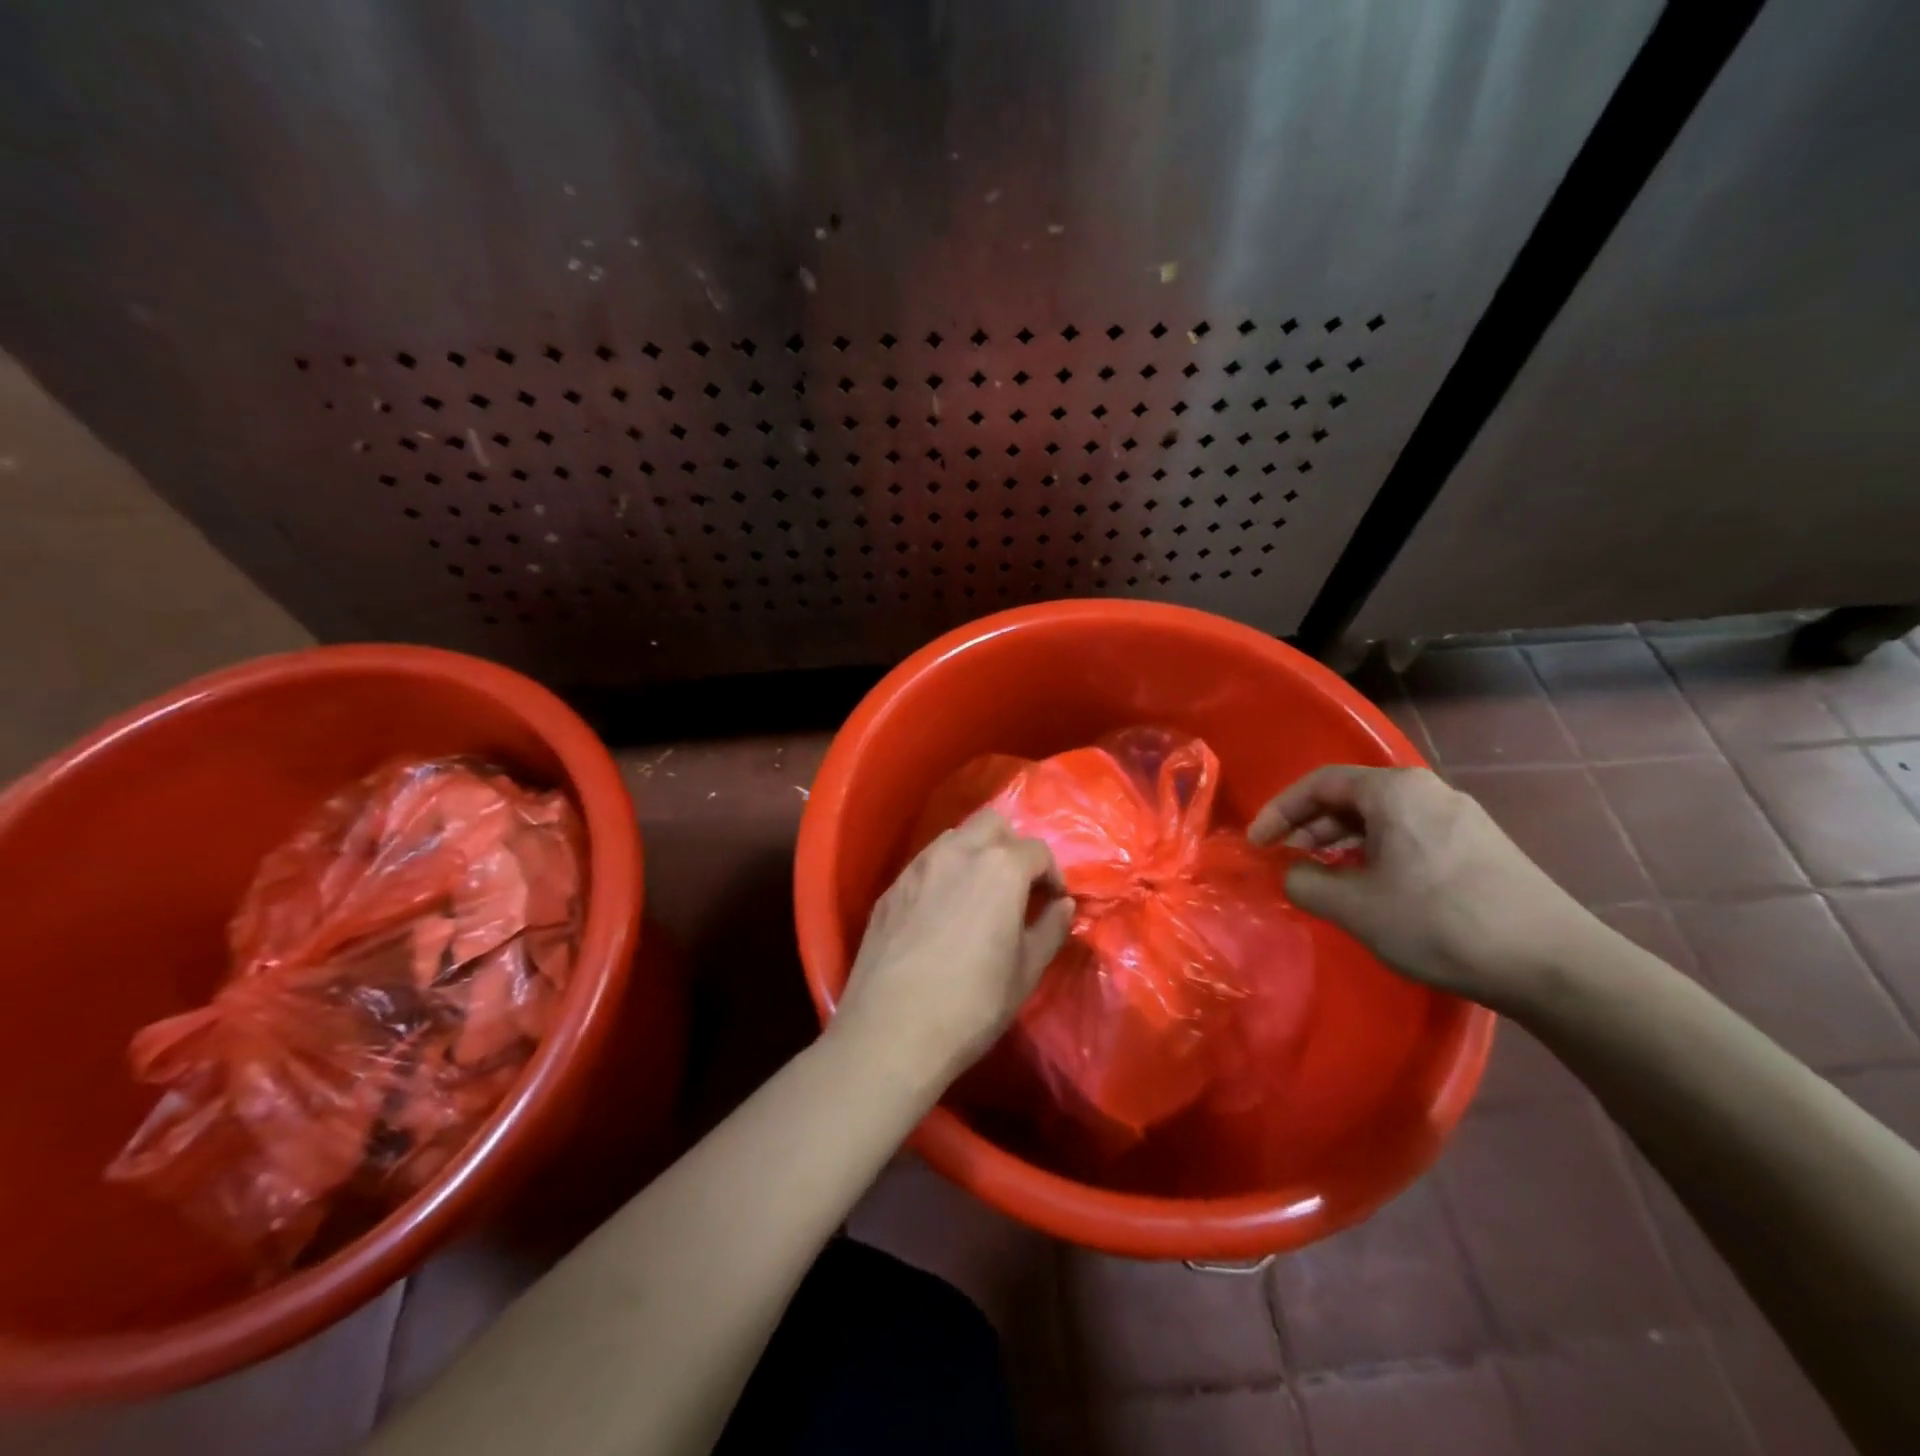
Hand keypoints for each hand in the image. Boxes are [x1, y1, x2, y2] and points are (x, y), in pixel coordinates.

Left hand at [833, 809, 1075, 1087]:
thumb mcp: (1026, 972)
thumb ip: (1050, 929)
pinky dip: (943, 873)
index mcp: (999, 868)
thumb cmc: (972, 1004)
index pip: (1037, 850)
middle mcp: (957, 852)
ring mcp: (917, 867)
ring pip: (954, 837)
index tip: (1052, 902)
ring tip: (979, 895)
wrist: (891, 1032)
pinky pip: (924, 864)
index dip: (1051, 875)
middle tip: (1017, 886)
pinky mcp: (890, 889)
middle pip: (992, 824)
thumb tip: (1063, 906)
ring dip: (975, 853)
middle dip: (1011, 846)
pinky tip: (941, 912)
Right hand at [1249, 765, 1597, 1009]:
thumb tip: (1292, 874)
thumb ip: (1305, 883)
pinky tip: (1373, 887)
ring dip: (1342, 842)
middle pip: (1351, 797)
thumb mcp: (1355, 907)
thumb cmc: (1440, 922)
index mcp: (1394, 791)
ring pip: (1381, 818)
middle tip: (1287, 861)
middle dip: (1310, 827)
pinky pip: (1409, 835)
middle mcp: (1427, 791)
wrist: (1554, 964)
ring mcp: (1459, 817)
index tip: (1258, 844)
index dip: (1279, 811)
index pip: (1319, 784)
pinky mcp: (1479, 846)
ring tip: (1324, 877)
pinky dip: (1375, 852)